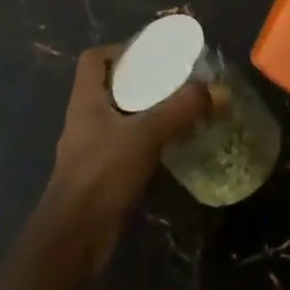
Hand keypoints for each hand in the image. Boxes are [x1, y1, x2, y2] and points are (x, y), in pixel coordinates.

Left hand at [43, 44, 207, 271]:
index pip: (94, 58)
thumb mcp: (145, 135)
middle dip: (143, 81)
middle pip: (111, 86)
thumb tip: (214, 90)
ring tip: (180, 110)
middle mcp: (85, 119)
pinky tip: (172, 146)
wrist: (74, 239)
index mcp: (86, 100)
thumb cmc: (102, 174)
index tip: (151, 54)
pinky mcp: (101, 174)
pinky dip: (147, 140)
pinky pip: (126, 145)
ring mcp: (91, 148)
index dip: (119, 50)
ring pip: (121, 117)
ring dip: (147, 112)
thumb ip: (179, 110)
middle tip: (176, 81)